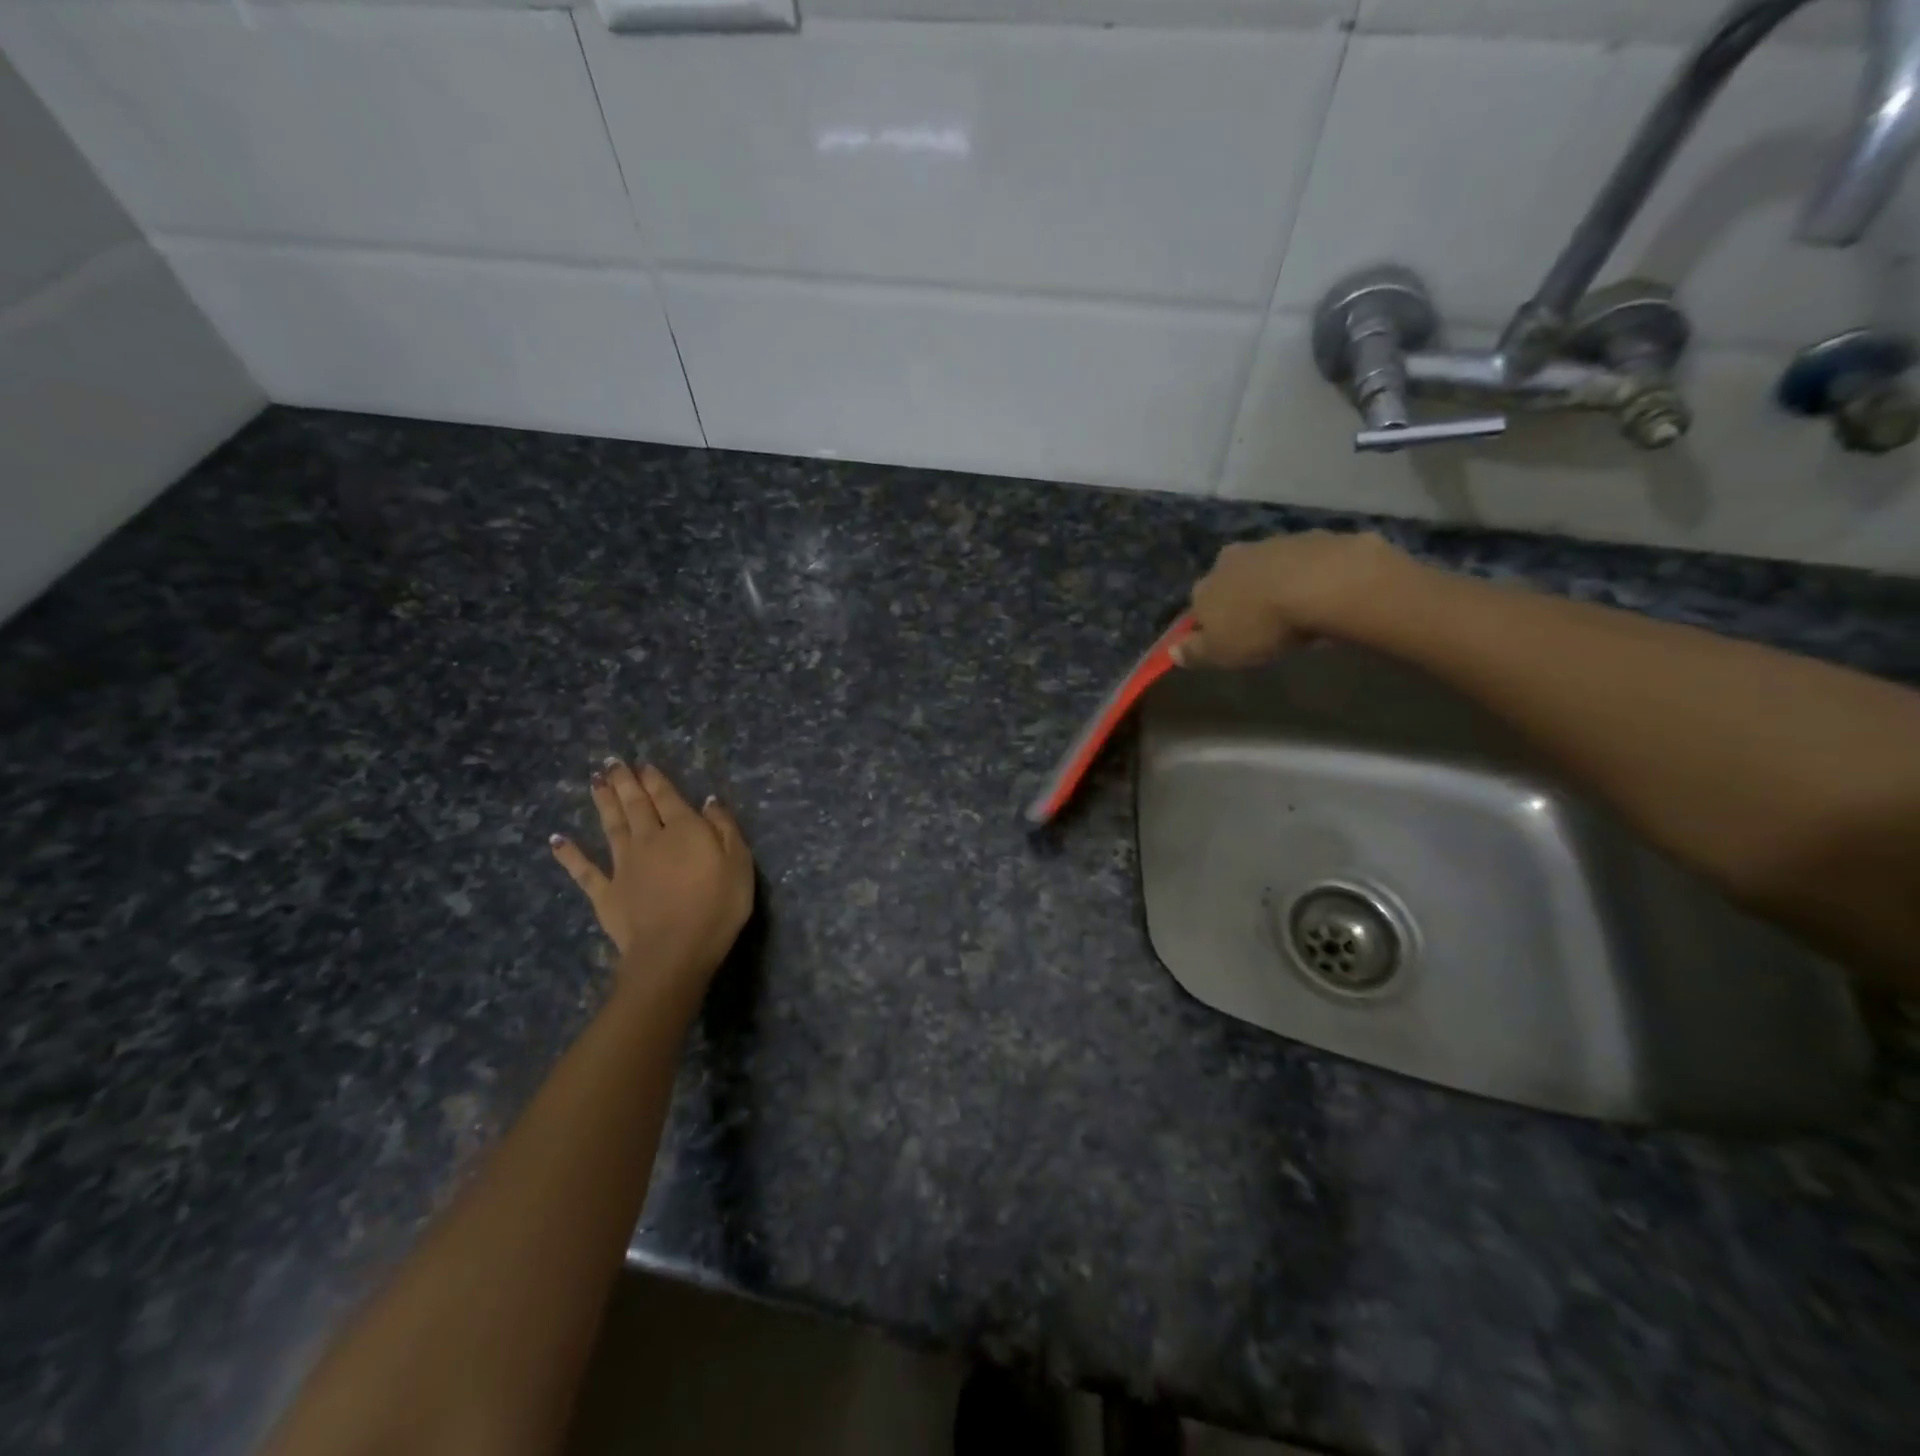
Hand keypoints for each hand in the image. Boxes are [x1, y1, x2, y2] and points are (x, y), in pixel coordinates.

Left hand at [550, 759, 754, 991]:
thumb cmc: (718, 905)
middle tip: (611, 762)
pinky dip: (569, 854)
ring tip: (594, 782)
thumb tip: (708, 800)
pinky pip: (584, 870)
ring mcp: (623, 865)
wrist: (674, 950)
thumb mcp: (739, 862)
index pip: (667, 796)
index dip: (655, 779)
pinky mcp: (606, 893)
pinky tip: (557, 840)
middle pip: (635, 805)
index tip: (643, 764)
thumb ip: (724, 828)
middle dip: (624, 782)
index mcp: (683, 829)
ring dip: (603, 803)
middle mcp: (649, 839)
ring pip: (611, 826)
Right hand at [1178, 531, 1416, 668]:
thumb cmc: (1262, 625)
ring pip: (1263, 567)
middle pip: (1228, 581)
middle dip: (1238, 597)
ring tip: (1291, 608)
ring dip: (1270, 583)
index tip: (1224, 639)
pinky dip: (1303, 574)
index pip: (1196, 606)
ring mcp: (1269, 545)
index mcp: (1204, 587)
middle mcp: (1229, 560)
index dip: (1208, 623)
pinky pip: (1299, 561)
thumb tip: (1171, 651)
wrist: (1322, 583)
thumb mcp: (1222, 652)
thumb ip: (1195, 652)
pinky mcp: (1308, 539)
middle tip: (1258, 622)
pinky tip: (1319, 593)